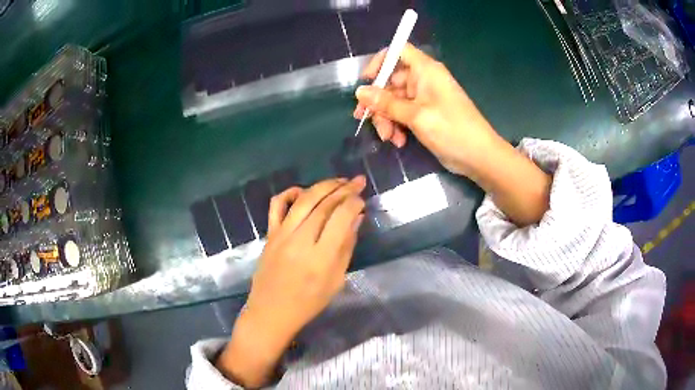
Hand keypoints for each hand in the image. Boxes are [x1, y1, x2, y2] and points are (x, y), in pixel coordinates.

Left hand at [217, 177, 366, 387]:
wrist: (271, 312)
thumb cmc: (308, 303)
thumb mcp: (336, 281)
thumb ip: (346, 247)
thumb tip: (356, 218)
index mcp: (321, 258)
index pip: (340, 218)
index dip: (354, 203)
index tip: (362, 199)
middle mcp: (300, 241)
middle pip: (324, 205)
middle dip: (344, 189)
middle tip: (357, 181)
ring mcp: (282, 235)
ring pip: (304, 200)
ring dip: (323, 185)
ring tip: (339, 181)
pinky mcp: (270, 234)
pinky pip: (277, 206)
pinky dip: (290, 193)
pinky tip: (304, 191)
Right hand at [354, 43, 499, 177]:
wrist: (478, 156)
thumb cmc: (451, 129)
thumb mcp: (416, 115)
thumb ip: (386, 103)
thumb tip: (359, 91)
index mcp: (425, 70)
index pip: (399, 51)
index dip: (380, 61)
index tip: (367, 80)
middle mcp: (423, 80)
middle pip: (391, 81)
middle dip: (378, 102)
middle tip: (365, 120)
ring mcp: (424, 98)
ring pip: (394, 101)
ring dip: (386, 118)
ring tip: (389, 138)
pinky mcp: (424, 114)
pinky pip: (402, 114)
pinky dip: (397, 125)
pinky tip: (398, 141)